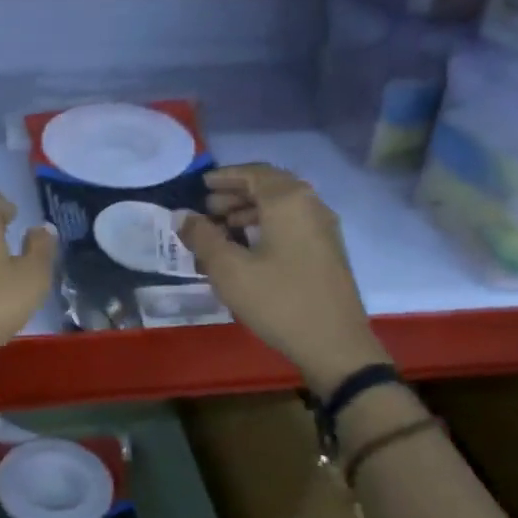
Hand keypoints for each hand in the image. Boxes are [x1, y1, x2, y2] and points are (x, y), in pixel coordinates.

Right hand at [177, 163, 386, 397]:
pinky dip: (266, 226)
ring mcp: (323, 230)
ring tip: (222, 228)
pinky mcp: (326, 252)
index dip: (225, 176)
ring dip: (249, 211)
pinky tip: (247, 249)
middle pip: (270, 187)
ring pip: (281, 207)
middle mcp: (311, 206)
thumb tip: (183, 216)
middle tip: (207, 207)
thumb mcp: (229, 269)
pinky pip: (291, 225)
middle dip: (236, 193)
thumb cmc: (278, 301)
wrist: (334, 344)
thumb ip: (203, 237)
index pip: (254, 173)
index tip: (201, 183)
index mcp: (288, 202)